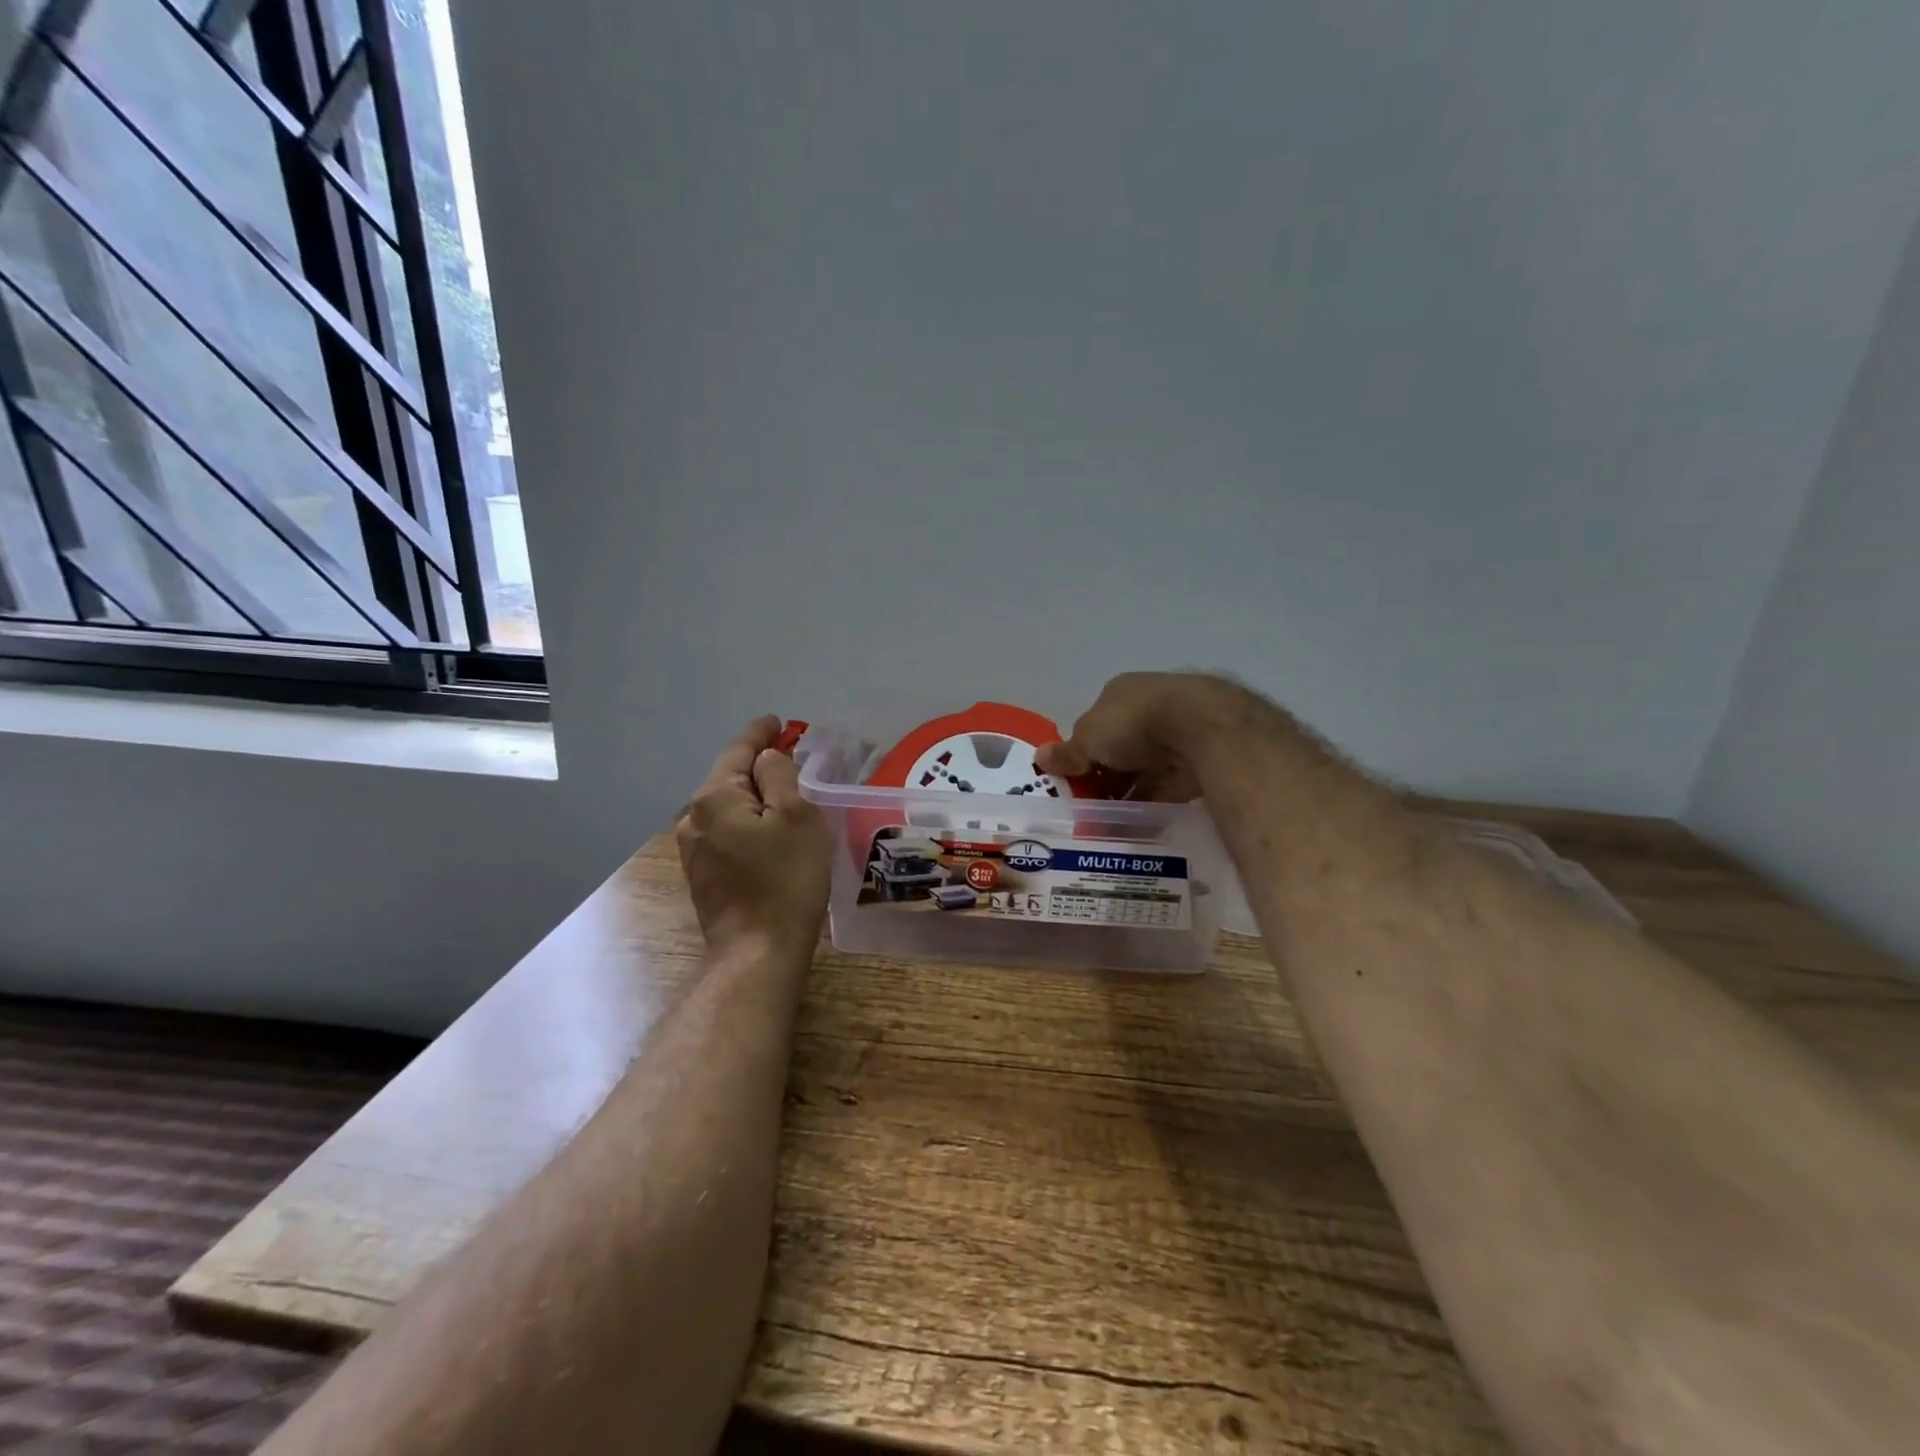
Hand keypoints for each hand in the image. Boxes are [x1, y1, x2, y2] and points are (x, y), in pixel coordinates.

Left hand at [675, 715, 831, 957]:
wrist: (758, 951)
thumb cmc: (785, 879)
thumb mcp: (797, 817)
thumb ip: (780, 776)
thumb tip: (767, 759)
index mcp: (715, 797)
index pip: (739, 751)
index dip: (760, 733)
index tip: (777, 721)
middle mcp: (694, 818)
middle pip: (730, 778)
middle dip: (758, 765)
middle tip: (790, 755)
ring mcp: (694, 849)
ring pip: (728, 807)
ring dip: (754, 795)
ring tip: (784, 792)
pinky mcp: (703, 874)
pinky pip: (727, 831)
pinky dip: (748, 820)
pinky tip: (768, 829)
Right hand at [1036, 672, 1261, 801]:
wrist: (1201, 729)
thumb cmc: (1134, 723)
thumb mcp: (1088, 738)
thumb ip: (1068, 752)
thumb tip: (1040, 757)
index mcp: (1120, 694)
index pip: (1095, 725)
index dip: (1082, 753)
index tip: (1073, 781)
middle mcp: (1149, 709)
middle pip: (1119, 749)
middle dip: (1105, 777)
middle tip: (1087, 808)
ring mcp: (1176, 734)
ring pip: (1143, 770)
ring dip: (1128, 793)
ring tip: (1108, 823)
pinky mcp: (1196, 761)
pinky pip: (1167, 787)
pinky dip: (1152, 804)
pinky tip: (1137, 824)